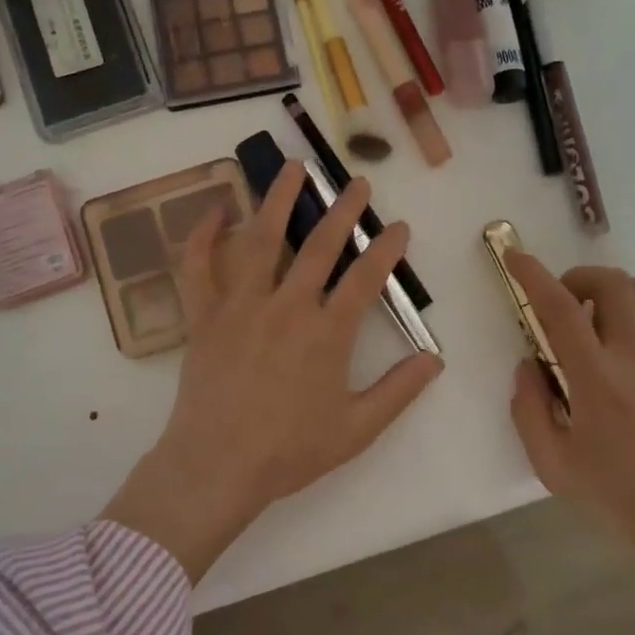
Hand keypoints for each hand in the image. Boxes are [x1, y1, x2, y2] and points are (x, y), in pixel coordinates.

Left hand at [102, 161, 443, 581]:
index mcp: (326, 334)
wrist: (217, 467)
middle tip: (357, 182)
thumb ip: (398, 391)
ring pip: (261, 240)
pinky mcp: (205, 316)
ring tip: (292, 167)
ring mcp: (241, 306)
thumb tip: (435, 359)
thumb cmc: (289, 451)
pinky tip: (218, 209)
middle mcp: (286, 307)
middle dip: (343, 210)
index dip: (386, 248)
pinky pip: (199, 267)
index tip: (399, 226)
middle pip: (320, 246)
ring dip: (279, 200)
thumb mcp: (356, 429)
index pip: (365, 278)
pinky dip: (205, 235)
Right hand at [505, 256, 634, 590]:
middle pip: (611, 282)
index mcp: (595, 378)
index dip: (534, 275)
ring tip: (598, 321)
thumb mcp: (552, 464)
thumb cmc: (616, 493)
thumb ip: (529, 409)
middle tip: (564, 304)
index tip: (516, 257)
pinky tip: (630, 343)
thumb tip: (527, 365)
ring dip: (612, 293)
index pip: (561, 308)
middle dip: (578, 277)